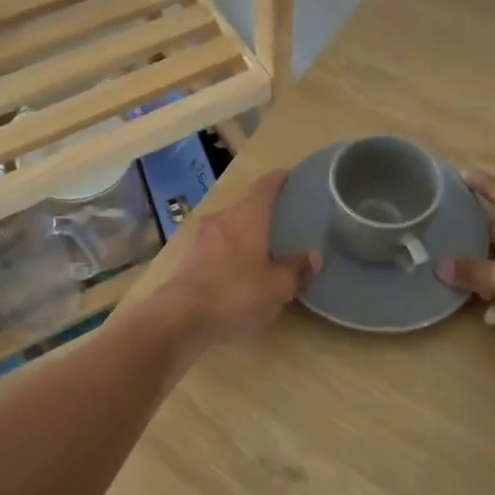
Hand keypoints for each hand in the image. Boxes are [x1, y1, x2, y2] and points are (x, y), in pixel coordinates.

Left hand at [154, 170, 318, 348]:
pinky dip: (229, 251)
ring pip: (229, 226)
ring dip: (245, 232)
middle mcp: (222, 218)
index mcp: (247, 216)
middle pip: (246, 206)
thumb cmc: (236, 293)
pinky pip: (216, 246)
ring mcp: (201, 237)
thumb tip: (315, 254)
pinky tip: (238, 268)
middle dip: (263, 211)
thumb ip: (297, 268)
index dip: (278, 180)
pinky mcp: (188, 258)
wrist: (180, 317)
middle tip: (283, 220)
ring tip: (263, 246)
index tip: (289, 177)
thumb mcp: (277, 287)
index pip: (265, 187)